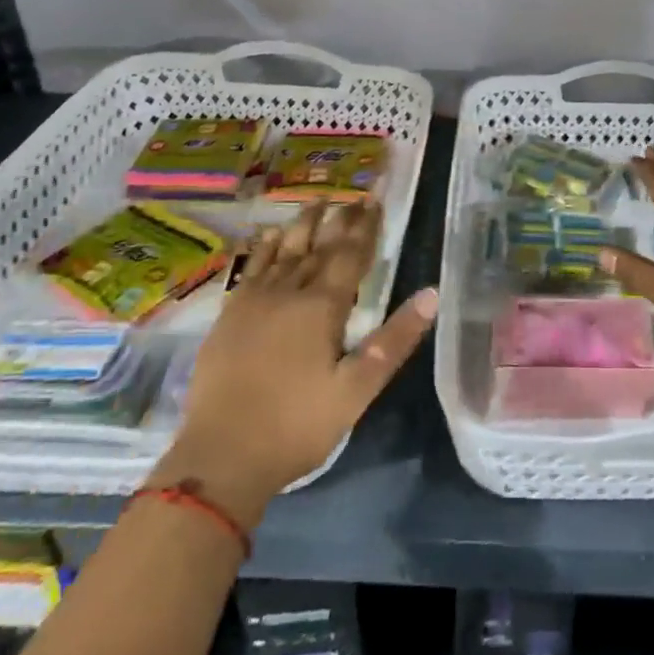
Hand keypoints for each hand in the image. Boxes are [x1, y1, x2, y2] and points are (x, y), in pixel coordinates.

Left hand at [148, 200, 436, 526]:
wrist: (221, 457)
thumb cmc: (297, 425)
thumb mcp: (358, 389)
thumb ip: (395, 339)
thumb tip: (432, 293)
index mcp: (322, 308)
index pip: (350, 256)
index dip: (365, 228)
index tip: (375, 202)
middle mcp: (289, 293)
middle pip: (319, 246)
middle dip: (340, 220)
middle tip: (354, 197)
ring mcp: (254, 302)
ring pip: (285, 251)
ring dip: (303, 225)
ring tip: (317, 202)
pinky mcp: (230, 316)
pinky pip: (252, 268)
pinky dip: (265, 248)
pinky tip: (270, 236)